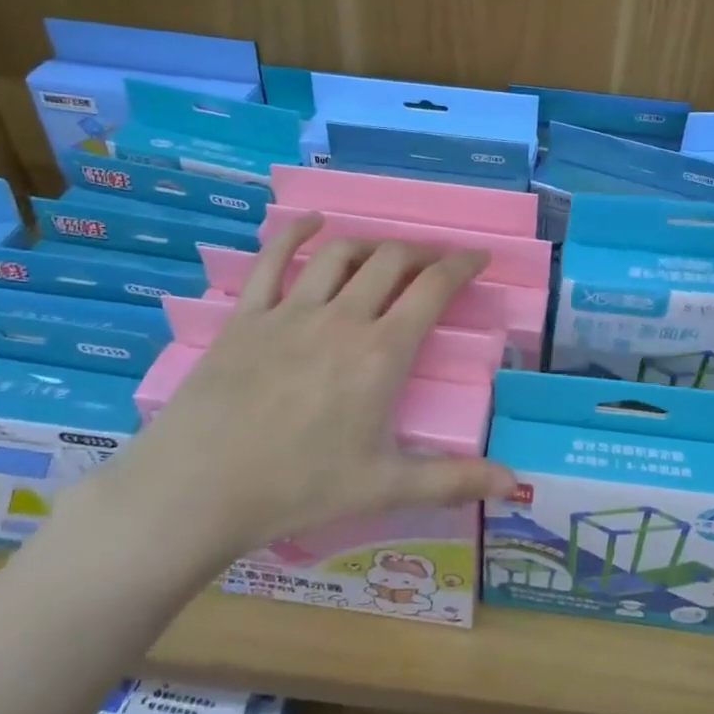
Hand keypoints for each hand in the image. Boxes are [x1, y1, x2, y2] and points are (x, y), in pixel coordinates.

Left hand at [88, 215, 516, 585]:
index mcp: (381, 353)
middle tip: (433, 262)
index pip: (433, 289)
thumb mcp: (385, 487)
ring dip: (369, 245)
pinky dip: (295, 233)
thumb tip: (516, 484)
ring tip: (383, 254)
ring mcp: (290, 311)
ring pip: (339, 254)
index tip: (478, 256)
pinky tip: (310, 223)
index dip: (462, 265)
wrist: (197, 490)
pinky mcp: (246, 316)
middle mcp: (342, 318)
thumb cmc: (298, 490)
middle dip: (420, 253)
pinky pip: (272, 260)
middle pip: (390, 261)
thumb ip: (454, 480)